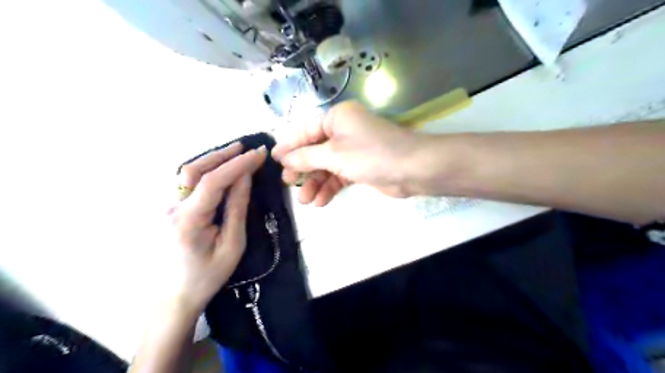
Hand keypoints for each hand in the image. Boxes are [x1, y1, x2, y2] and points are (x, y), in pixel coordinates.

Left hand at [168, 143, 267, 314]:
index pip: (213, 181)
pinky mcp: (167, 210)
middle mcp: (171, 208)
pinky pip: (185, 184)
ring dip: (211, 159)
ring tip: (234, 152)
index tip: (259, 154)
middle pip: (193, 170)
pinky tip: (217, 168)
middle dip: (222, 154)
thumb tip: (245, 178)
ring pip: (187, 174)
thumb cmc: (208, 276)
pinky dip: (204, 170)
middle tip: (245, 147)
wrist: (173, 297)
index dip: (238, 164)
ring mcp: (165, 208)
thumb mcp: (232, 244)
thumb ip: (237, 208)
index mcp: (188, 220)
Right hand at [273, 100, 422, 206]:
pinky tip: (320, 201)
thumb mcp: (333, 155)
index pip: (305, 131)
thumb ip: (306, 157)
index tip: (272, 161)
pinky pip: (339, 175)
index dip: (288, 146)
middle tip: (287, 184)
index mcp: (336, 118)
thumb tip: (283, 158)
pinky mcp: (360, 166)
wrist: (412, 169)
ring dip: (315, 182)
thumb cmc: (370, 155)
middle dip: (302, 168)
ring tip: (305, 200)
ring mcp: (352, 150)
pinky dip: (330, 187)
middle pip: (315, 150)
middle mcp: (344, 131)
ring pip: (326, 165)